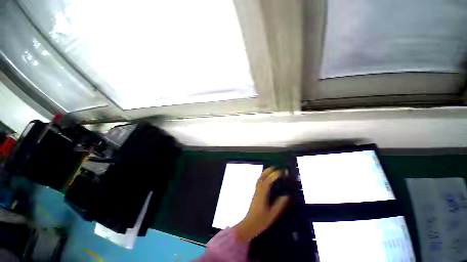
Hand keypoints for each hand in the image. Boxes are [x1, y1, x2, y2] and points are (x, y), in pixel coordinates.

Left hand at [233, 167, 288, 241]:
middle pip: (262, 177)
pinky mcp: (255, 193)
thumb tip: (287, 196)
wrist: (249, 224)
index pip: (268, 180)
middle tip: (275, 167)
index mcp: (262, 193)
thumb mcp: (272, 214)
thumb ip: (280, 204)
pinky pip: (259, 182)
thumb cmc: (261, 220)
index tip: (281, 172)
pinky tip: (266, 179)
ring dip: (265, 173)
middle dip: (268, 170)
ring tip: (271, 171)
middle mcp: (258, 189)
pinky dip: (263, 177)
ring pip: (259, 178)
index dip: (274, 175)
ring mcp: (256, 191)